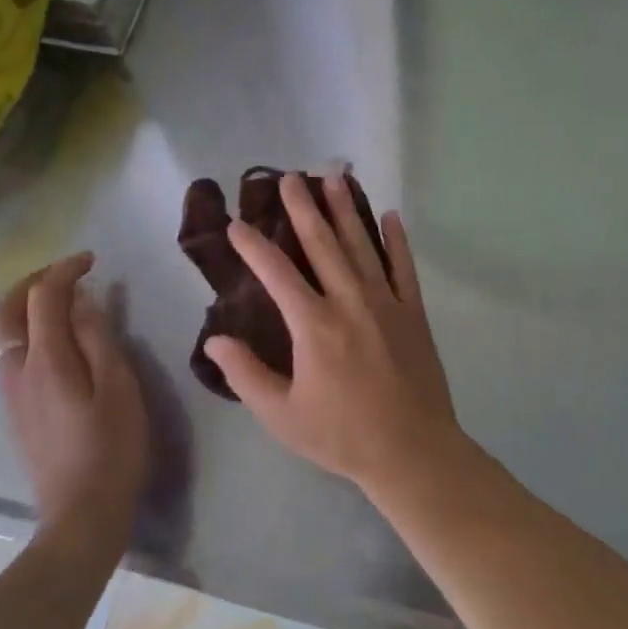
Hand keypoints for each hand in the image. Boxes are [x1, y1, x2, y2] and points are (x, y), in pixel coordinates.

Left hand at [0, 252, 148, 540]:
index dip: (65, 270)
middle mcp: (17, 371)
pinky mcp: (16, 412)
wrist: (81, 515)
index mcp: (46, 360)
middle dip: (32, 282)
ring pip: (2, 333)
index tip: (92, 260)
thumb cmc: (112, 447)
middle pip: (5, 311)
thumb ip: (97, 338)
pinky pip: (9, 354)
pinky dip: (26, 330)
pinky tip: (55, 340)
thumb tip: (81, 300)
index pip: (44, 296)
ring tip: (62, 300)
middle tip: (67, 273)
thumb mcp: (118, 386)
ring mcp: (11, 394)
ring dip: (25, 305)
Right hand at [205, 173, 468, 498]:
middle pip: (322, 244)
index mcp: (314, 325)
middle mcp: (350, 301)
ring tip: (335, 177)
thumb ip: (246, 374)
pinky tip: (391, 216)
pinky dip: (397, 241)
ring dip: (347, 210)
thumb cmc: (341, 435)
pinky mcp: (414, 312)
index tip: (236, 224)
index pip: (276, 273)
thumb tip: (213, 340)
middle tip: (291, 177)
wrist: (412, 451)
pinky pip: (404, 267)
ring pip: (362, 245)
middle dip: (303, 208)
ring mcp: (386, 302)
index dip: (253, 247)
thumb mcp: (282, 416)